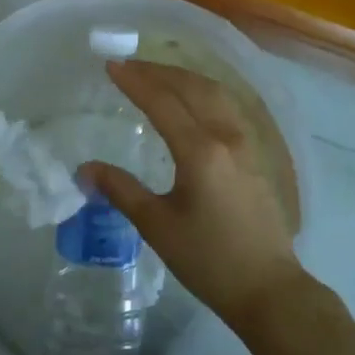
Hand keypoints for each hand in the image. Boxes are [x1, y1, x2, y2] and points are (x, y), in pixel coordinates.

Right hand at [82, 61, 306, 334]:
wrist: (268, 289)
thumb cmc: (209, 261)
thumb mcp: (158, 226)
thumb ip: (122, 191)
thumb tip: (85, 169)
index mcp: (201, 151)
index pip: (163, 102)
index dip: (135, 82)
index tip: (111, 66)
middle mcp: (226, 136)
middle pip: (191, 88)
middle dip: (158, 72)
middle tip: (129, 66)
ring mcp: (247, 143)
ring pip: (215, 92)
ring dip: (184, 77)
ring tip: (157, 74)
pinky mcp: (257, 154)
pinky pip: (228, 106)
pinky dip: (205, 91)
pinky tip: (194, 99)